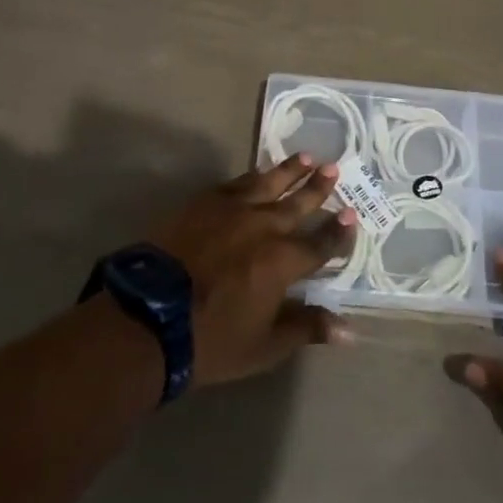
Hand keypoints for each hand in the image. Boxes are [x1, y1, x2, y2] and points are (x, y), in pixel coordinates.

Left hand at [146, 155, 356, 386]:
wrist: (150, 315)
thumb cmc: (212, 339)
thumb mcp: (265, 345)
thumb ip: (307, 328)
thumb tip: (349, 330)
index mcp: (283, 261)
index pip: (320, 244)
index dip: (338, 231)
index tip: (352, 214)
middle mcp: (265, 227)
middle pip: (298, 204)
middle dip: (318, 188)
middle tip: (335, 169)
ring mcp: (233, 210)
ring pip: (270, 183)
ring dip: (290, 171)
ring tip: (307, 157)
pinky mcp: (205, 203)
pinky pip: (237, 182)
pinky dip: (253, 175)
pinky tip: (259, 171)